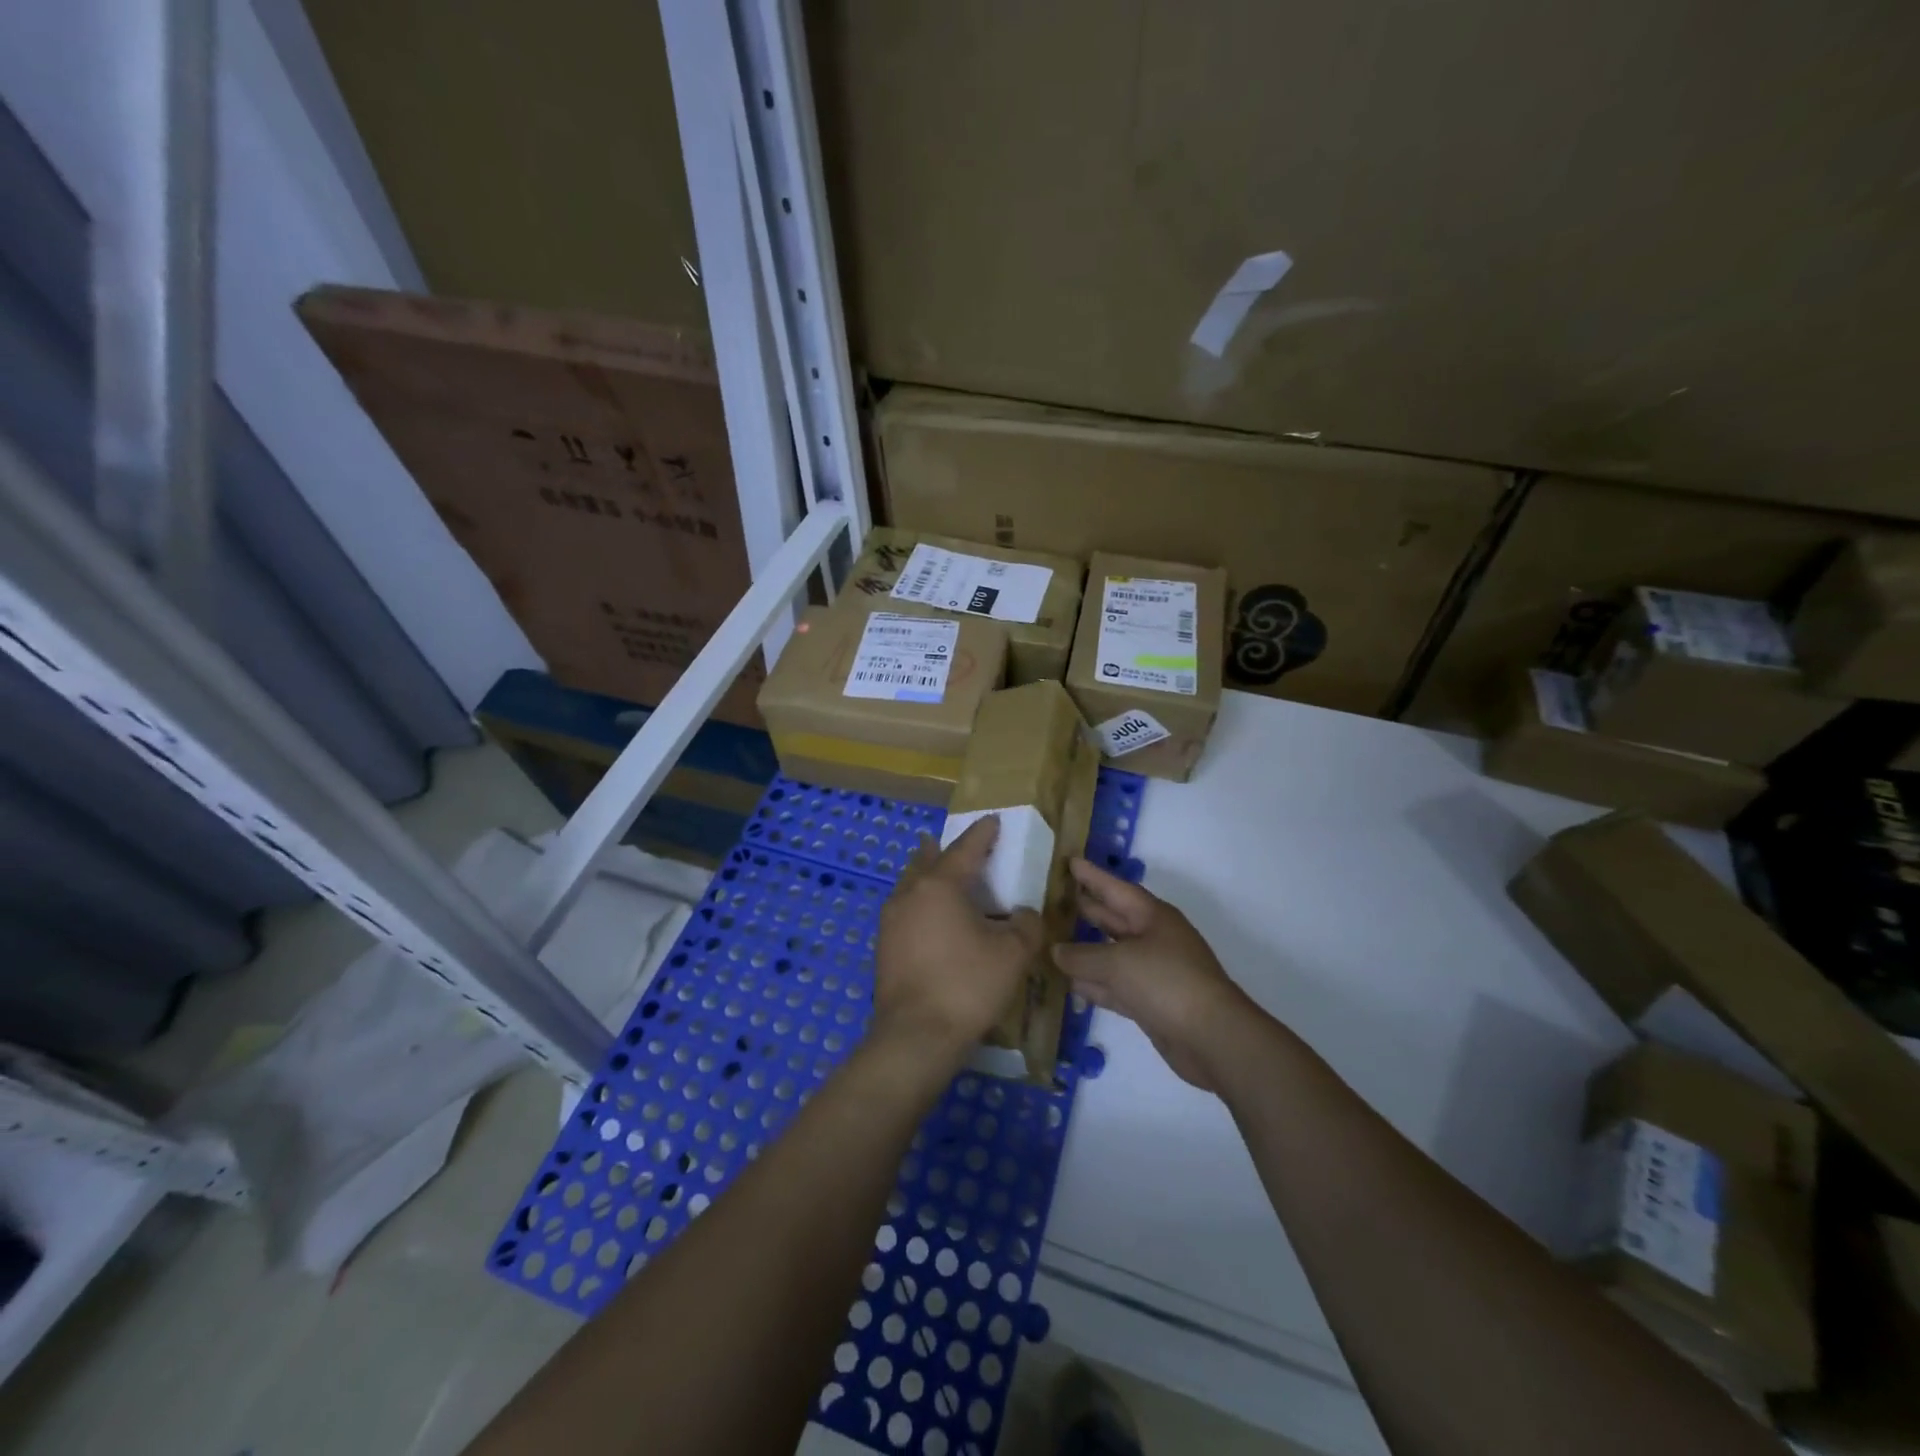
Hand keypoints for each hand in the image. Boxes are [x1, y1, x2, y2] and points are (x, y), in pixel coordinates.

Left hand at [874, 817, 1042, 1062]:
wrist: (916, 1036)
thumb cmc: (967, 985)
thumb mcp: (1012, 953)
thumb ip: (1026, 925)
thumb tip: (1025, 914)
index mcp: (940, 885)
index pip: (965, 848)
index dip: (982, 834)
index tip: (993, 821)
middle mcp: (910, 894)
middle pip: (928, 860)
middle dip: (945, 850)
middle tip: (959, 845)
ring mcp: (891, 921)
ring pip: (912, 885)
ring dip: (929, 876)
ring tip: (942, 876)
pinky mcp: (885, 947)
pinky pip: (906, 911)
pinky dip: (922, 903)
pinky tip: (932, 920)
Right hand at [1052, 858, 1251, 1090]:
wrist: (1211, 1036)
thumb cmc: (1166, 981)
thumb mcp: (1117, 963)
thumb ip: (1081, 956)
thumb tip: (1055, 951)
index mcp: (1153, 917)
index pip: (1116, 888)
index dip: (1092, 876)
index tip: (1070, 861)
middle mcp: (1154, 939)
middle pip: (1114, 919)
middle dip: (1088, 909)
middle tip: (1056, 898)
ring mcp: (1153, 972)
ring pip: (1112, 955)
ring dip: (1085, 951)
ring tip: (1053, 941)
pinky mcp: (1150, 1002)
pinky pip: (1115, 986)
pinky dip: (1094, 984)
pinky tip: (1070, 984)